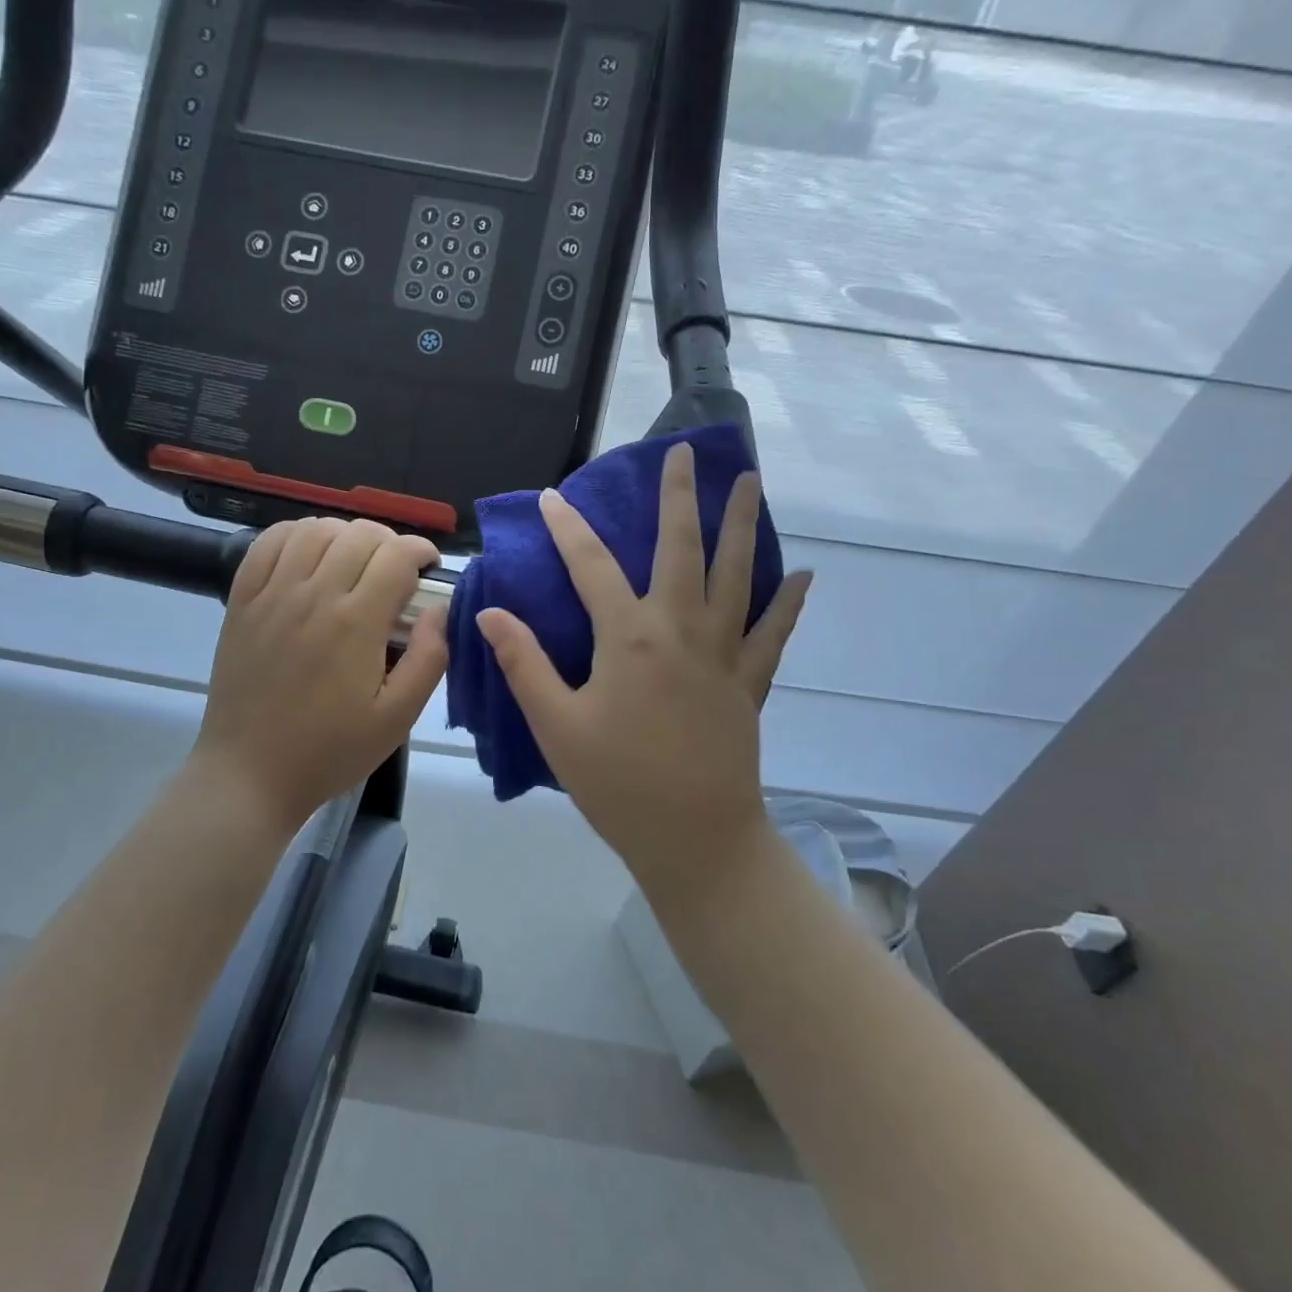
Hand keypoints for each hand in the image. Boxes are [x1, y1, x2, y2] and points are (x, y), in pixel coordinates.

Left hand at [191, 517, 448, 832]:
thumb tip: (440, 610)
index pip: (396, 555)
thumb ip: (429, 659)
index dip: (420, 551)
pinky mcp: (242, 602)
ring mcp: (272, 595)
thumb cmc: (330, 750)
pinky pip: (268, 543)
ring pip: (314, 530)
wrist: (250, 773)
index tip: (428, 568)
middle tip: (397, 571)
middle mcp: (313, 595)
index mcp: (355, 623)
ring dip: (345, 534)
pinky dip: (295, 534)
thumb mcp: (397, 718)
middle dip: (389, 542)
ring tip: (354, 560)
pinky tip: (309, 553)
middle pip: (359, 535)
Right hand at [476, 444, 810, 892]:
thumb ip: (524, 663)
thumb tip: (489, 612)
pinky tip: (803, 575)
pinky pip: (772, 633)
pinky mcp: (749, 682)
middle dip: (679, 497)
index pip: (590, 567)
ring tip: (749, 481)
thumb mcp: (555, 725)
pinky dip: (788, 603)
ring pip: (736, 575)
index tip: (554, 497)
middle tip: (686, 453)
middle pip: (680, 549)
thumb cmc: (617, 782)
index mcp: (628, 639)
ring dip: (739, 525)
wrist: (695, 839)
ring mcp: (722, 654)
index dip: (568, 529)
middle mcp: (680, 631)